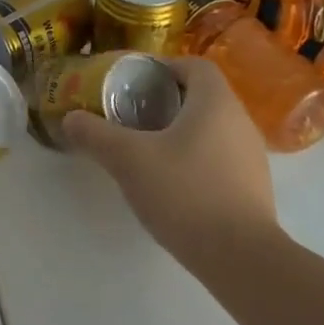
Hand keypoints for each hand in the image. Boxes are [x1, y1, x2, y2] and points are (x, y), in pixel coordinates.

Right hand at [62, 56, 277, 263]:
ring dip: (181, 131)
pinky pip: (220, 158)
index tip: (134, 82)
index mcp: (215, 102)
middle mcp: (240, 121)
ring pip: (212, 129)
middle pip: (202, 97)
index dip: (164, 67)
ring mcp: (252, 157)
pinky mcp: (253, 188)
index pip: (194, 66)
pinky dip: (195, 159)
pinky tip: (171, 183)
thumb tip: (70, 118)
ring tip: (147, 149)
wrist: (241, 258)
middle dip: (166, 101)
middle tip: (131, 115)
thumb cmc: (185, 192)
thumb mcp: (128, 160)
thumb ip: (95, 134)